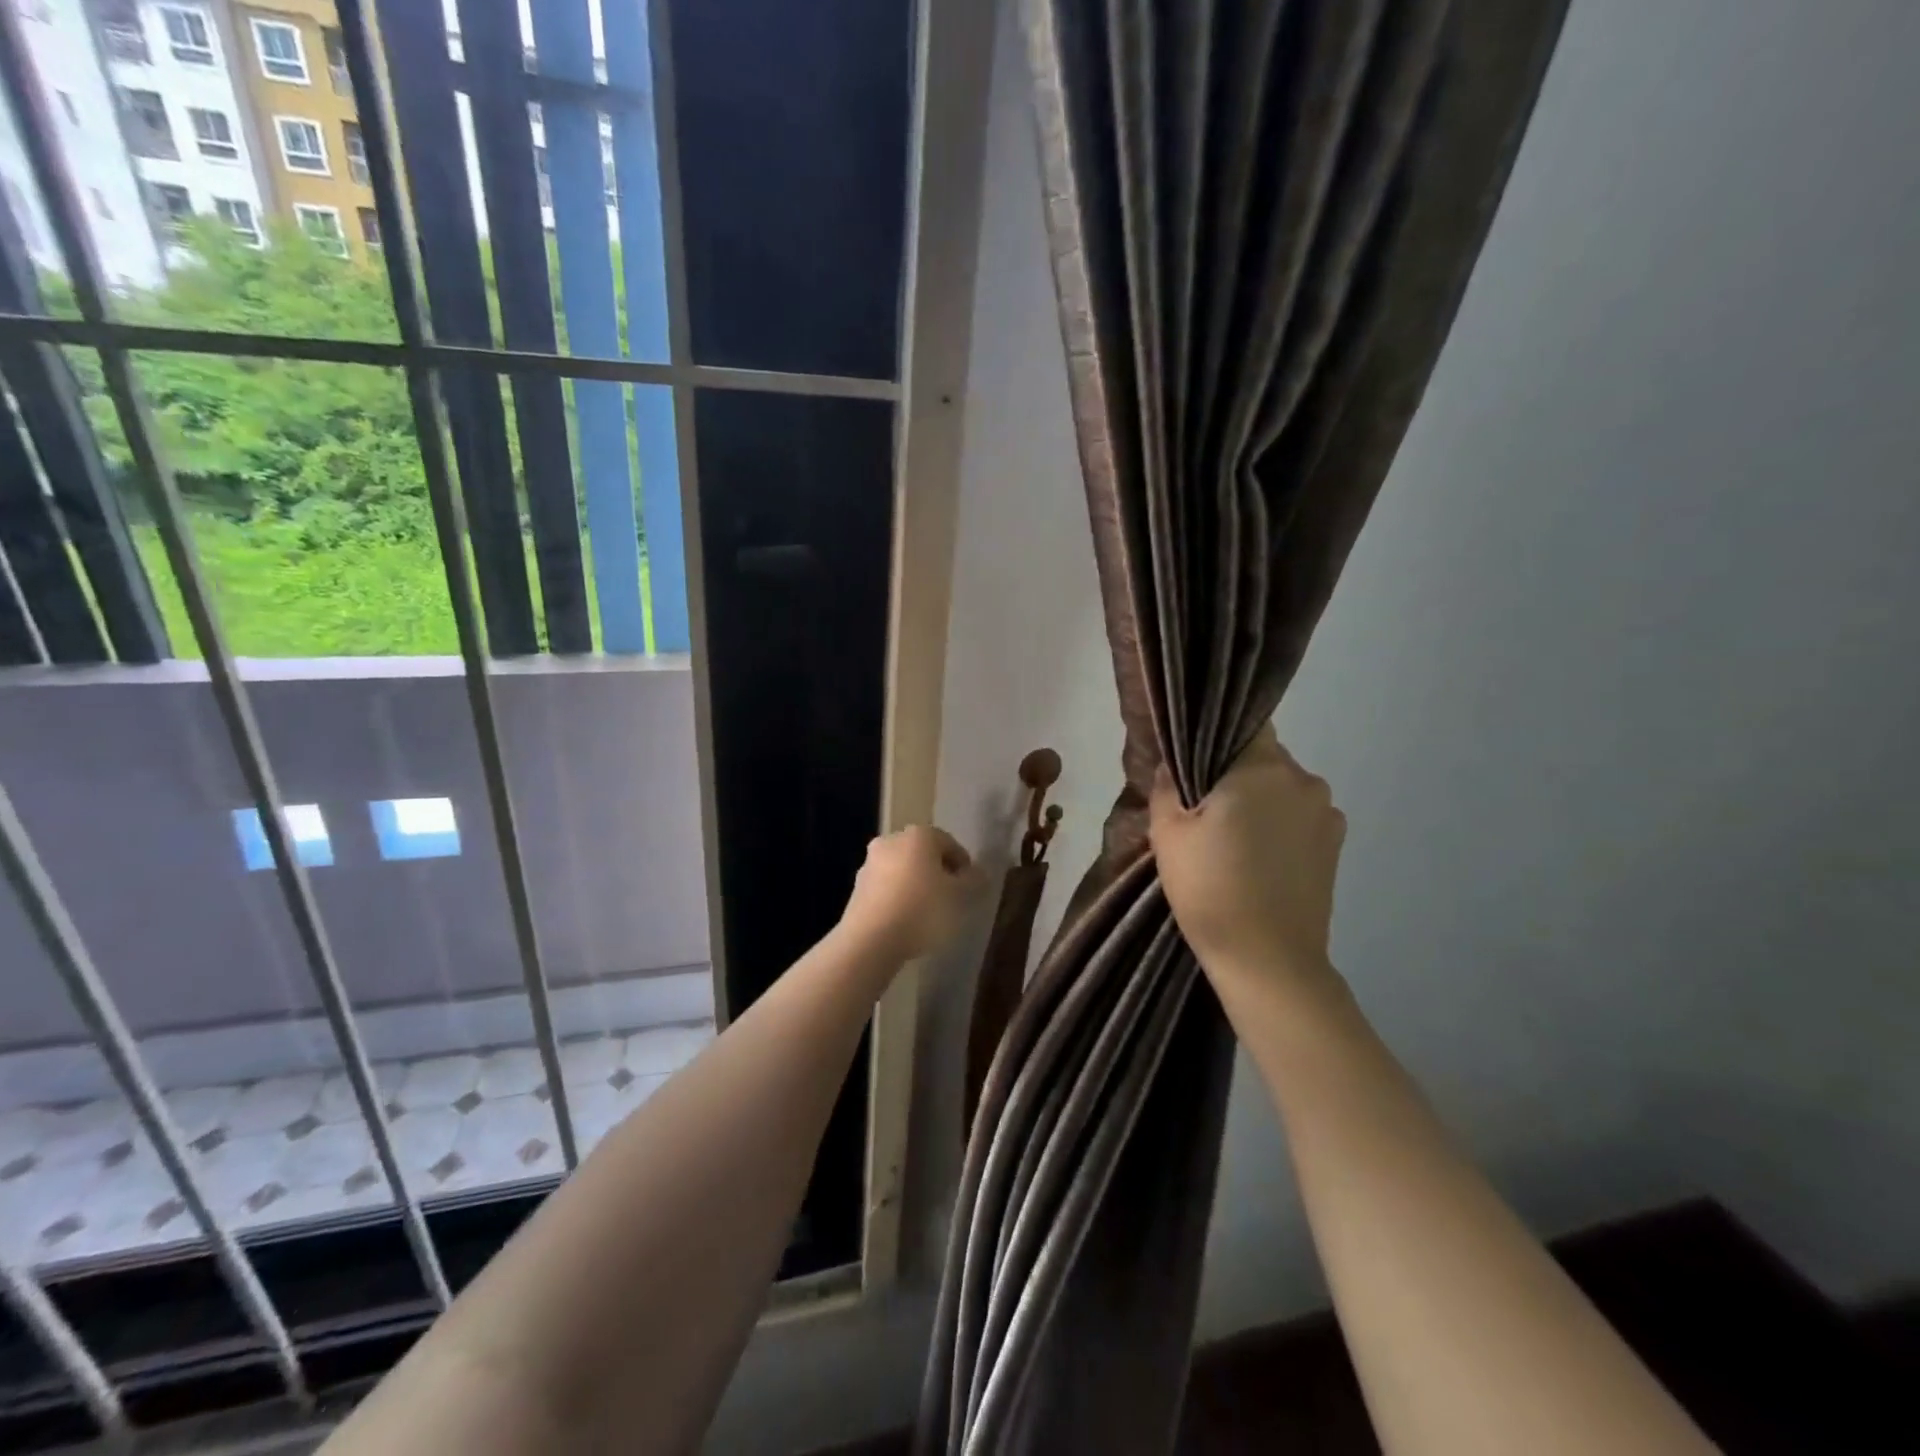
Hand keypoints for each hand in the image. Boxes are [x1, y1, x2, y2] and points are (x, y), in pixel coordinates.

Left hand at [839, 825, 983, 961]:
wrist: (870, 940)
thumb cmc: (922, 910)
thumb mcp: (960, 897)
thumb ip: (973, 881)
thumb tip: (977, 873)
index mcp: (919, 836)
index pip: (949, 843)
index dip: (963, 865)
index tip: (970, 888)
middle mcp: (891, 840)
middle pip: (923, 854)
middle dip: (938, 873)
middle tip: (951, 898)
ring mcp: (870, 864)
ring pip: (902, 870)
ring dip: (916, 885)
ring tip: (928, 913)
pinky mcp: (857, 888)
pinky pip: (886, 888)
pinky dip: (898, 898)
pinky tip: (906, 921)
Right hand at [1150, 728, 1347, 1001]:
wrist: (1268, 960)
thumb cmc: (1209, 889)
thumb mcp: (1168, 834)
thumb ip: (1168, 786)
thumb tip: (1173, 764)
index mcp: (1262, 768)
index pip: (1245, 725)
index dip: (1218, 737)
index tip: (1198, 762)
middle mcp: (1303, 780)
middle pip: (1265, 758)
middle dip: (1237, 774)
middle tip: (1206, 808)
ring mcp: (1326, 813)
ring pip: (1283, 789)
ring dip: (1261, 801)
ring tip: (1234, 840)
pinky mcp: (1336, 845)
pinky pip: (1300, 817)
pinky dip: (1280, 826)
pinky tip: (1259, 859)